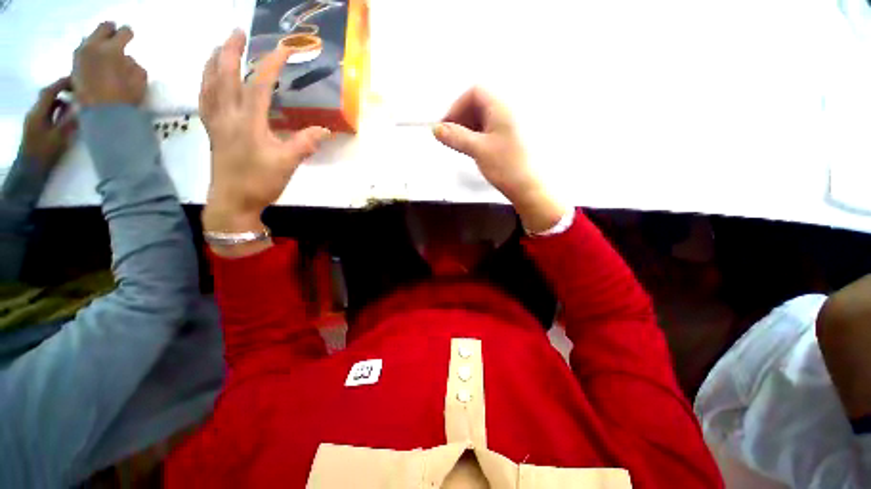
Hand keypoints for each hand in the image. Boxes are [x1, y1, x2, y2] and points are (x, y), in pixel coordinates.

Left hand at [20, 77, 76, 167]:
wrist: (30, 169)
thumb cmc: (44, 152)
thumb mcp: (59, 137)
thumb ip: (69, 121)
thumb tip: (81, 108)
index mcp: (38, 112)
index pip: (50, 91)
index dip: (62, 83)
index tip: (76, 78)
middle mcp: (35, 112)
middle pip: (48, 95)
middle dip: (61, 89)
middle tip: (77, 89)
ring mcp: (35, 120)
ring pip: (49, 103)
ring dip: (61, 100)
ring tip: (75, 102)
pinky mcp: (38, 126)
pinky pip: (49, 112)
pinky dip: (58, 109)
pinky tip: (66, 114)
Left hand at [72, 22, 146, 106]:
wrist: (99, 117)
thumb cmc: (123, 100)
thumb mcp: (139, 83)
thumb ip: (134, 66)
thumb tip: (126, 60)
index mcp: (112, 49)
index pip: (123, 32)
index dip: (128, 34)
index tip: (131, 37)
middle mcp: (94, 47)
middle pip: (103, 28)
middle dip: (110, 31)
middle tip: (115, 35)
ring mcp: (81, 55)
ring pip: (90, 39)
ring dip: (98, 42)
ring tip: (104, 50)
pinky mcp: (74, 66)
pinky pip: (83, 52)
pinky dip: (90, 53)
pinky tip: (95, 61)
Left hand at [200, 29, 329, 233]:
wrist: (233, 202)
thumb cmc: (260, 182)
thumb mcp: (287, 164)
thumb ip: (305, 144)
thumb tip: (325, 130)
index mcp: (248, 122)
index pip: (259, 84)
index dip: (271, 64)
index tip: (284, 48)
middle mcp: (228, 115)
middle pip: (225, 75)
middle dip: (231, 50)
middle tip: (238, 31)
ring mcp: (216, 122)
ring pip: (209, 84)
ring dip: (212, 61)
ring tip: (218, 47)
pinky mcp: (212, 131)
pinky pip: (204, 100)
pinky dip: (205, 84)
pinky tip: (208, 79)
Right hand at [433, 87, 565, 233]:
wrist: (529, 187)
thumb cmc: (505, 165)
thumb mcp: (478, 150)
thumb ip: (456, 137)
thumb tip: (436, 129)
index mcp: (502, 107)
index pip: (475, 92)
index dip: (457, 106)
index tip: (446, 126)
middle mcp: (508, 110)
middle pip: (480, 102)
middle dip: (461, 117)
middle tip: (450, 137)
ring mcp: (511, 123)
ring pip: (484, 116)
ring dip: (468, 126)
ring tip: (459, 144)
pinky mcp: (511, 136)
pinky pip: (490, 127)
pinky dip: (477, 134)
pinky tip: (472, 147)